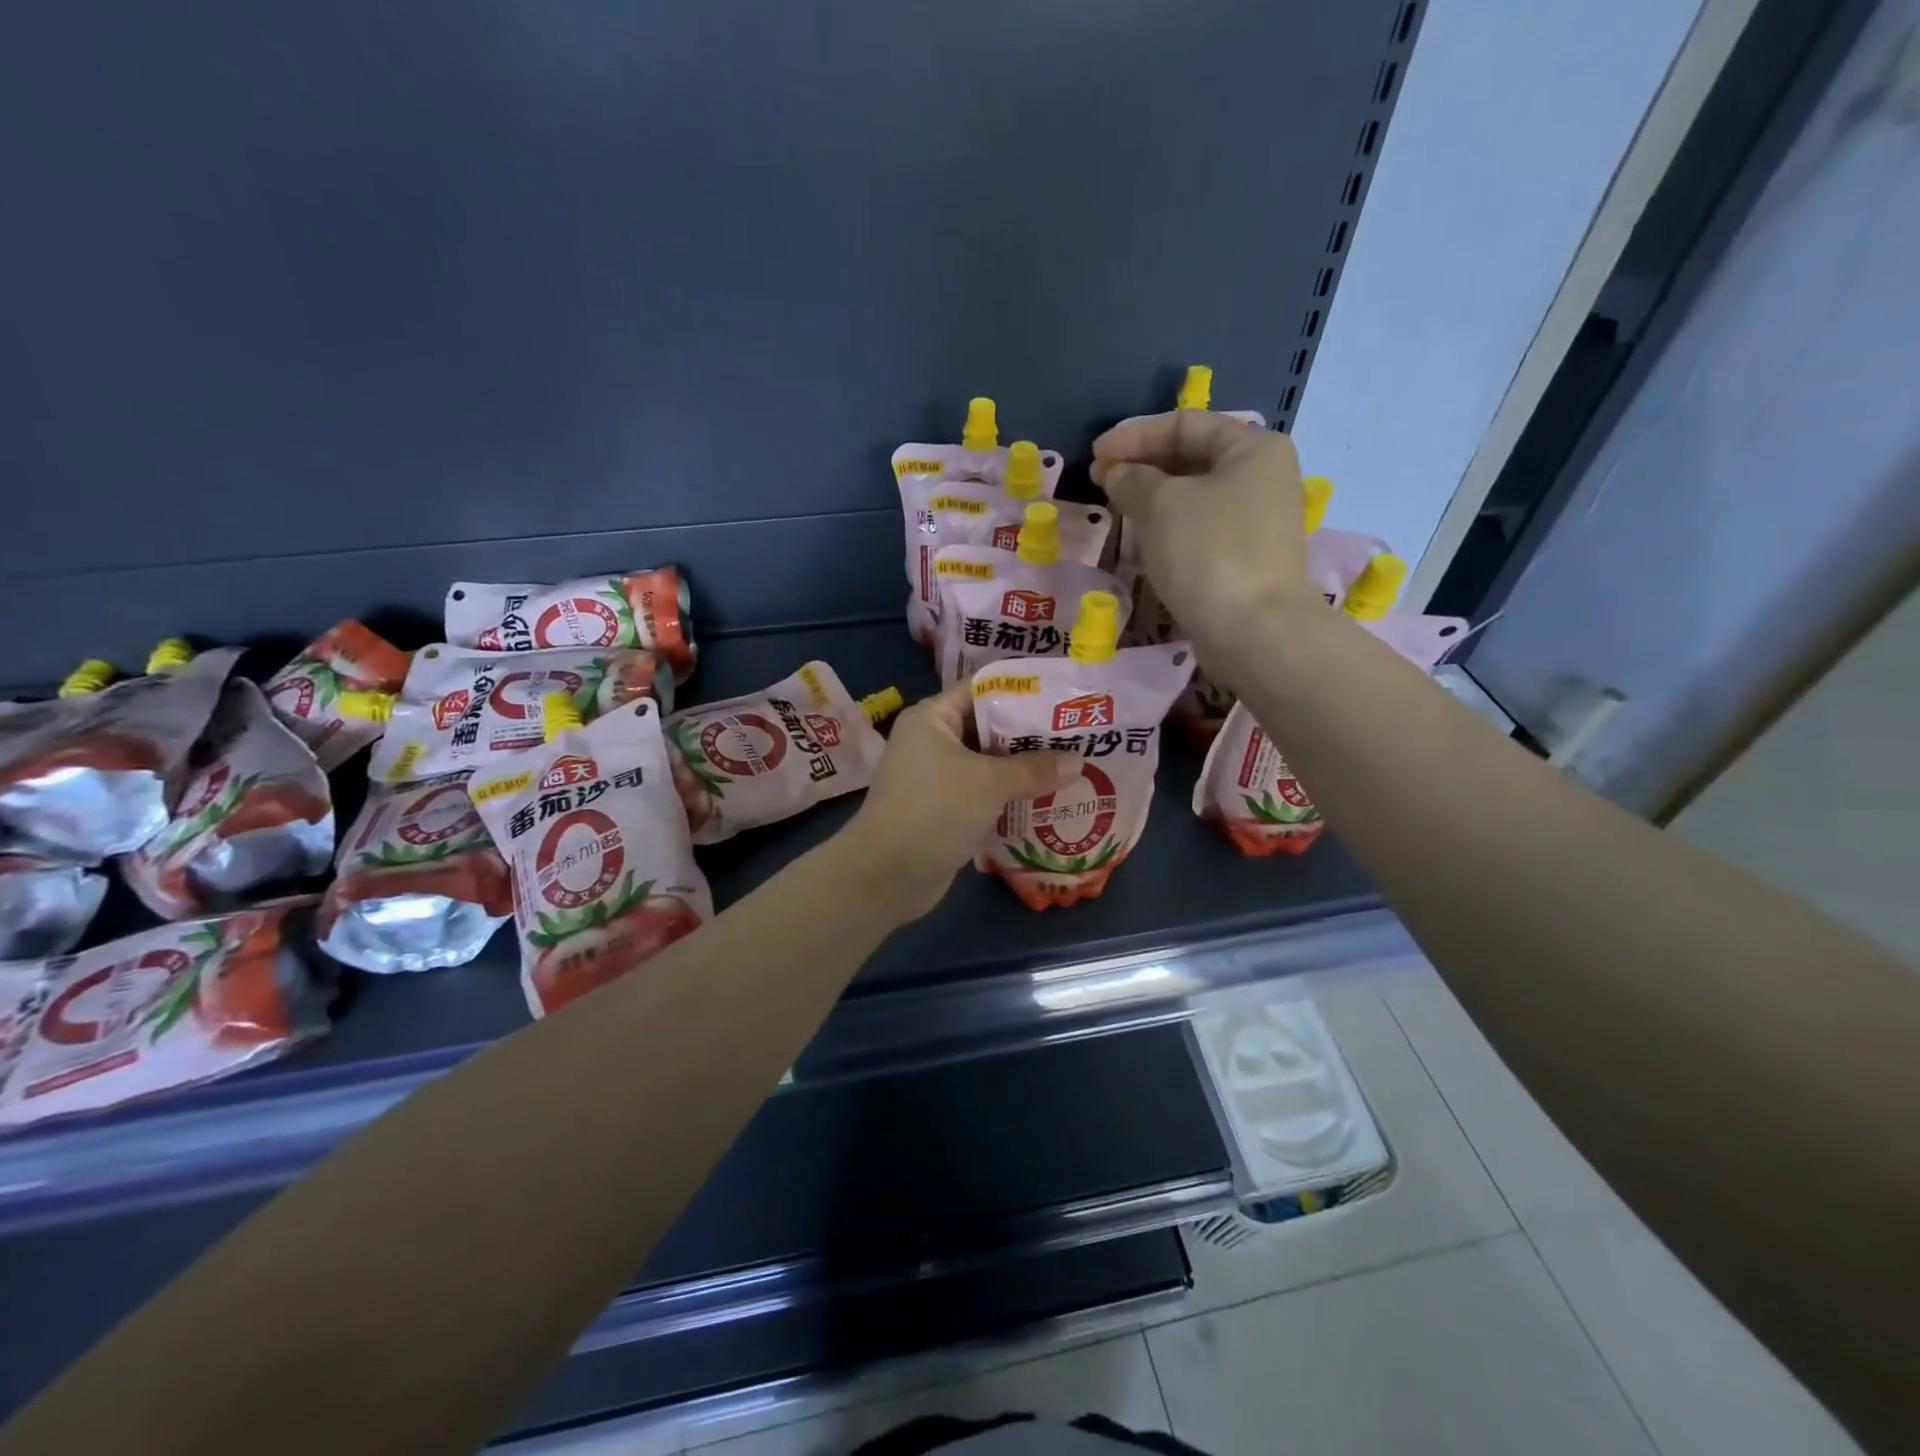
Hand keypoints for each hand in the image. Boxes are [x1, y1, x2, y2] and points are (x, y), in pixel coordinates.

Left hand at [845, 684, 1079, 921]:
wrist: (886, 875)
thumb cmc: (934, 810)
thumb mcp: (989, 783)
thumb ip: (1034, 769)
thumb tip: (1078, 761)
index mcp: (932, 718)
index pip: (980, 690)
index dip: (1021, 691)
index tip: (1061, 697)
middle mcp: (932, 742)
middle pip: (988, 728)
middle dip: (1030, 735)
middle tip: (1077, 736)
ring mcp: (937, 779)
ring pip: (989, 765)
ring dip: (1024, 770)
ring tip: (1073, 767)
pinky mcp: (945, 811)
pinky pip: (984, 795)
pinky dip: (1011, 797)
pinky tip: (1049, 801)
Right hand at [1091, 410, 1316, 665]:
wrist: (1254, 631)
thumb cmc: (1210, 552)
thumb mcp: (1162, 504)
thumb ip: (1132, 479)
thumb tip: (1115, 473)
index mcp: (1253, 448)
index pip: (1185, 424)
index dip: (1134, 435)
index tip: (1095, 455)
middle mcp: (1262, 477)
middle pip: (1191, 457)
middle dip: (1141, 465)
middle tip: (1099, 480)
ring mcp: (1256, 520)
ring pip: (1194, 495)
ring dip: (1151, 497)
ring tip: (1113, 506)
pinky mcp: (1245, 558)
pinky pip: (1199, 528)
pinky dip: (1167, 525)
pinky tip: (1141, 537)